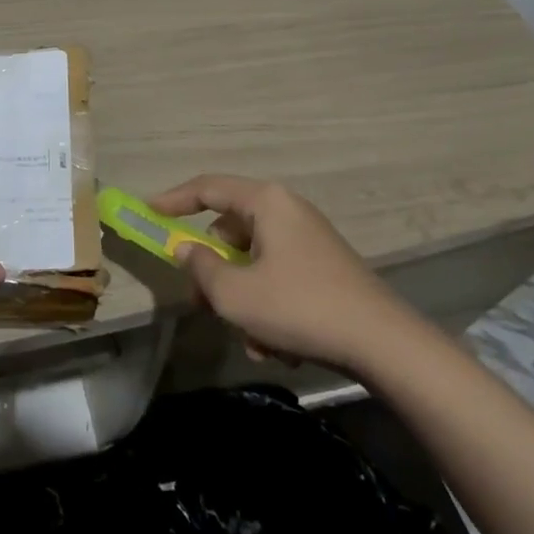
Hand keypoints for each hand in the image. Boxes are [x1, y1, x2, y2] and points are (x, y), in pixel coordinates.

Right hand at [151, 175, 414, 370]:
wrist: (385, 346)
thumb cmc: (300, 307)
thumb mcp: (236, 293)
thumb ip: (201, 267)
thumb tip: (185, 250)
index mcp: (266, 202)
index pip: (207, 188)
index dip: (173, 200)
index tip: (147, 212)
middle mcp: (287, 211)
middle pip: (230, 231)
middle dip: (213, 272)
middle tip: (201, 302)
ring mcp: (309, 240)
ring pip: (253, 262)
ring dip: (242, 299)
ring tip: (251, 339)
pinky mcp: (324, 268)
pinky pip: (279, 278)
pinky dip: (268, 307)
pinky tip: (277, 345)